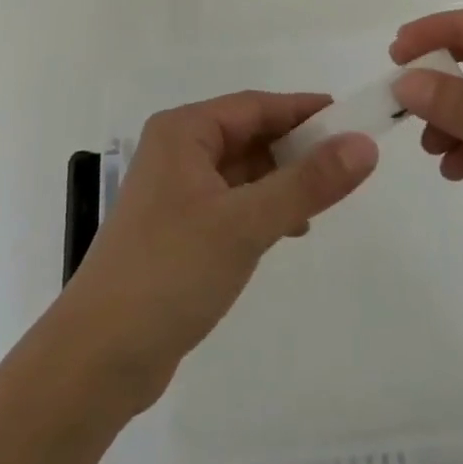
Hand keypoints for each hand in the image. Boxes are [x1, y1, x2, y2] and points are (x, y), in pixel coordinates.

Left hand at [55, 91, 378, 409]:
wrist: (99, 357)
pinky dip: (261, 208)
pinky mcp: (177, 230)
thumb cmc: (171, 271)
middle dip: (295, 147)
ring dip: (280, 180)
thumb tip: (364, 144)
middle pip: (248, 135)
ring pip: (241, 171)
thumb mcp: (245, 223)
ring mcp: (174, 193)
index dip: (303, 110)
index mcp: (183, 132)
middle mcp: (176, 151)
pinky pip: (231, 203)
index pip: (254, 106)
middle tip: (346, 163)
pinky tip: (288, 230)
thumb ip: (307, 183)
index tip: (350, 118)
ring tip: (324, 200)